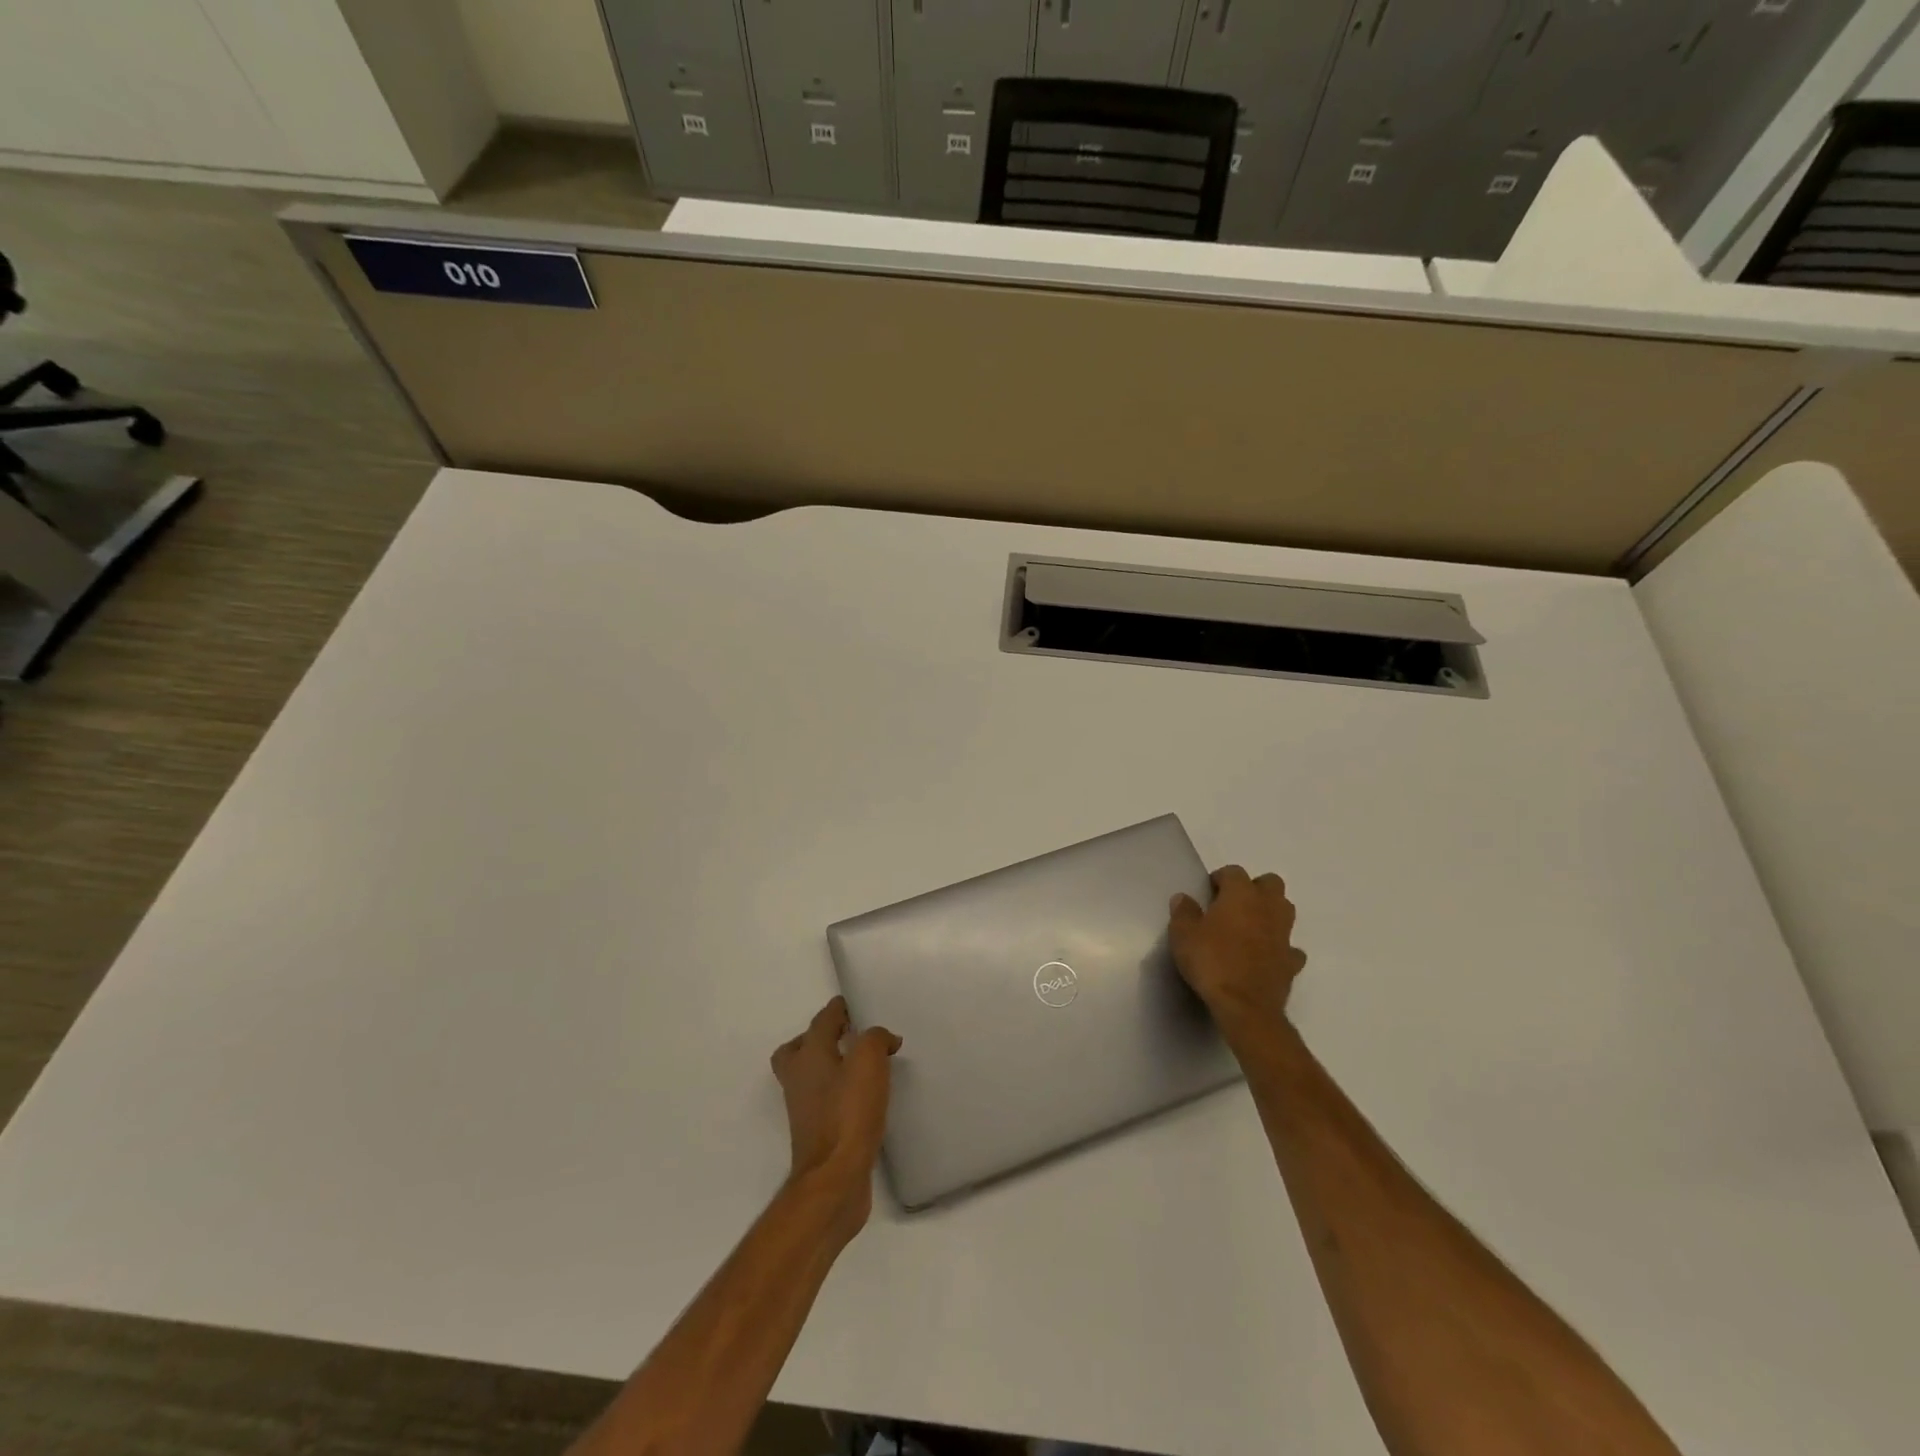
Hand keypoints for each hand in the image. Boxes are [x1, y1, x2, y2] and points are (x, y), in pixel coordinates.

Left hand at [770, 997, 900, 1236]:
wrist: (835, 1178)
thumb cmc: (849, 1113)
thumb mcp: (869, 1062)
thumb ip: (875, 1039)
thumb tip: (883, 1039)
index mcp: (808, 1056)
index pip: (821, 1022)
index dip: (836, 1010)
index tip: (849, 1005)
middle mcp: (799, 1079)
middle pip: (798, 1050)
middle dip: (817, 1038)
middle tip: (843, 1036)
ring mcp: (804, 1109)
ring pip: (808, 1076)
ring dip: (826, 1066)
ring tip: (856, 1065)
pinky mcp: (816, 1134)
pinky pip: (822, 1101)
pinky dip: (836, 1092)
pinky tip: (860, 1097)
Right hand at [1169, 865, 1307, 1035]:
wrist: (1245, 1006)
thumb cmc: (1211, 962)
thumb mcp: (1183, 934)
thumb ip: (1183, 912)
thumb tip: (1184, 898)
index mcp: (1241, 894)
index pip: (1234, 871)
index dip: (1220, 878)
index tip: (1208, 892)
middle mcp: (1268, 907)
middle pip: (1271, 883)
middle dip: (1254, 888)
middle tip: (1233, 905)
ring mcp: (1284, 934)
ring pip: (1285, 910)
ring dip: (1270, 913)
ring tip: (1249, 927)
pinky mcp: (1292, 961)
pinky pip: (1289, 946)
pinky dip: (1279, 947)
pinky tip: (1265, 956)